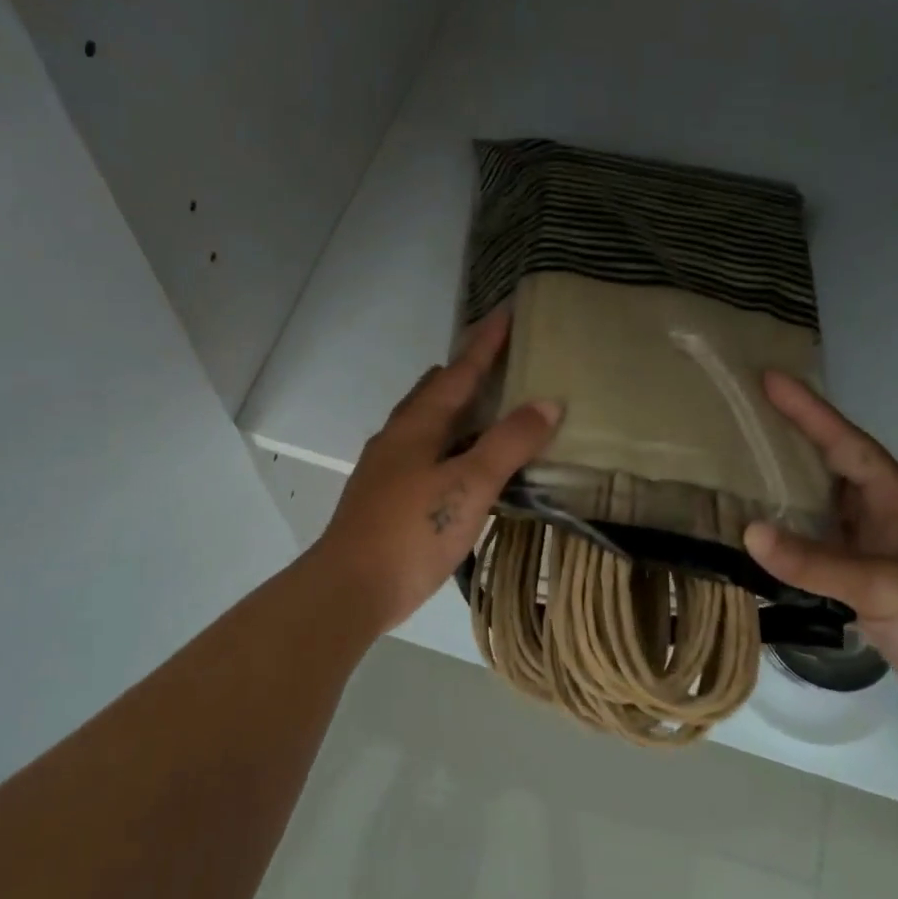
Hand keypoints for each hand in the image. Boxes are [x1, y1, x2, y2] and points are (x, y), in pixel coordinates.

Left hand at [310, 312, 561, 634]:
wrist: (350, 587)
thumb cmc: (412, 531)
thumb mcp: (470, 485)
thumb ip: (509, 443)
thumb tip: (547, 402)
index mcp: (417, 425)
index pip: (458, 371)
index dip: (484, 342)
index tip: (506, 311)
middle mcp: (398, 436)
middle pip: (434, 391)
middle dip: (464, 370)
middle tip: (497, 359)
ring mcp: (386, 467)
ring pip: (425, 422)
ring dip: (453, 407)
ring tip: (482, 406)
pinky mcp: (385, 496)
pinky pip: (422, 451)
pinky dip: (446, 442)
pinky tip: (458, 463)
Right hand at [743, 370, 897, 761]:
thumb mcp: (890, 587)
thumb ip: (818, 562)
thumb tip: (748, 532)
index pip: (846, 443)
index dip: (808, 410)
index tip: (768, 378)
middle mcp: (886, 520)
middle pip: (830, 469)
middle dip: (789, 443)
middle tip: (738, 420)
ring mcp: (877, 556)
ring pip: (822, 512)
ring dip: (783, 494)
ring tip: (733, 474)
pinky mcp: (869, 591)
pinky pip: (819, 553)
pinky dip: (789, 544)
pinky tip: (757, 543)